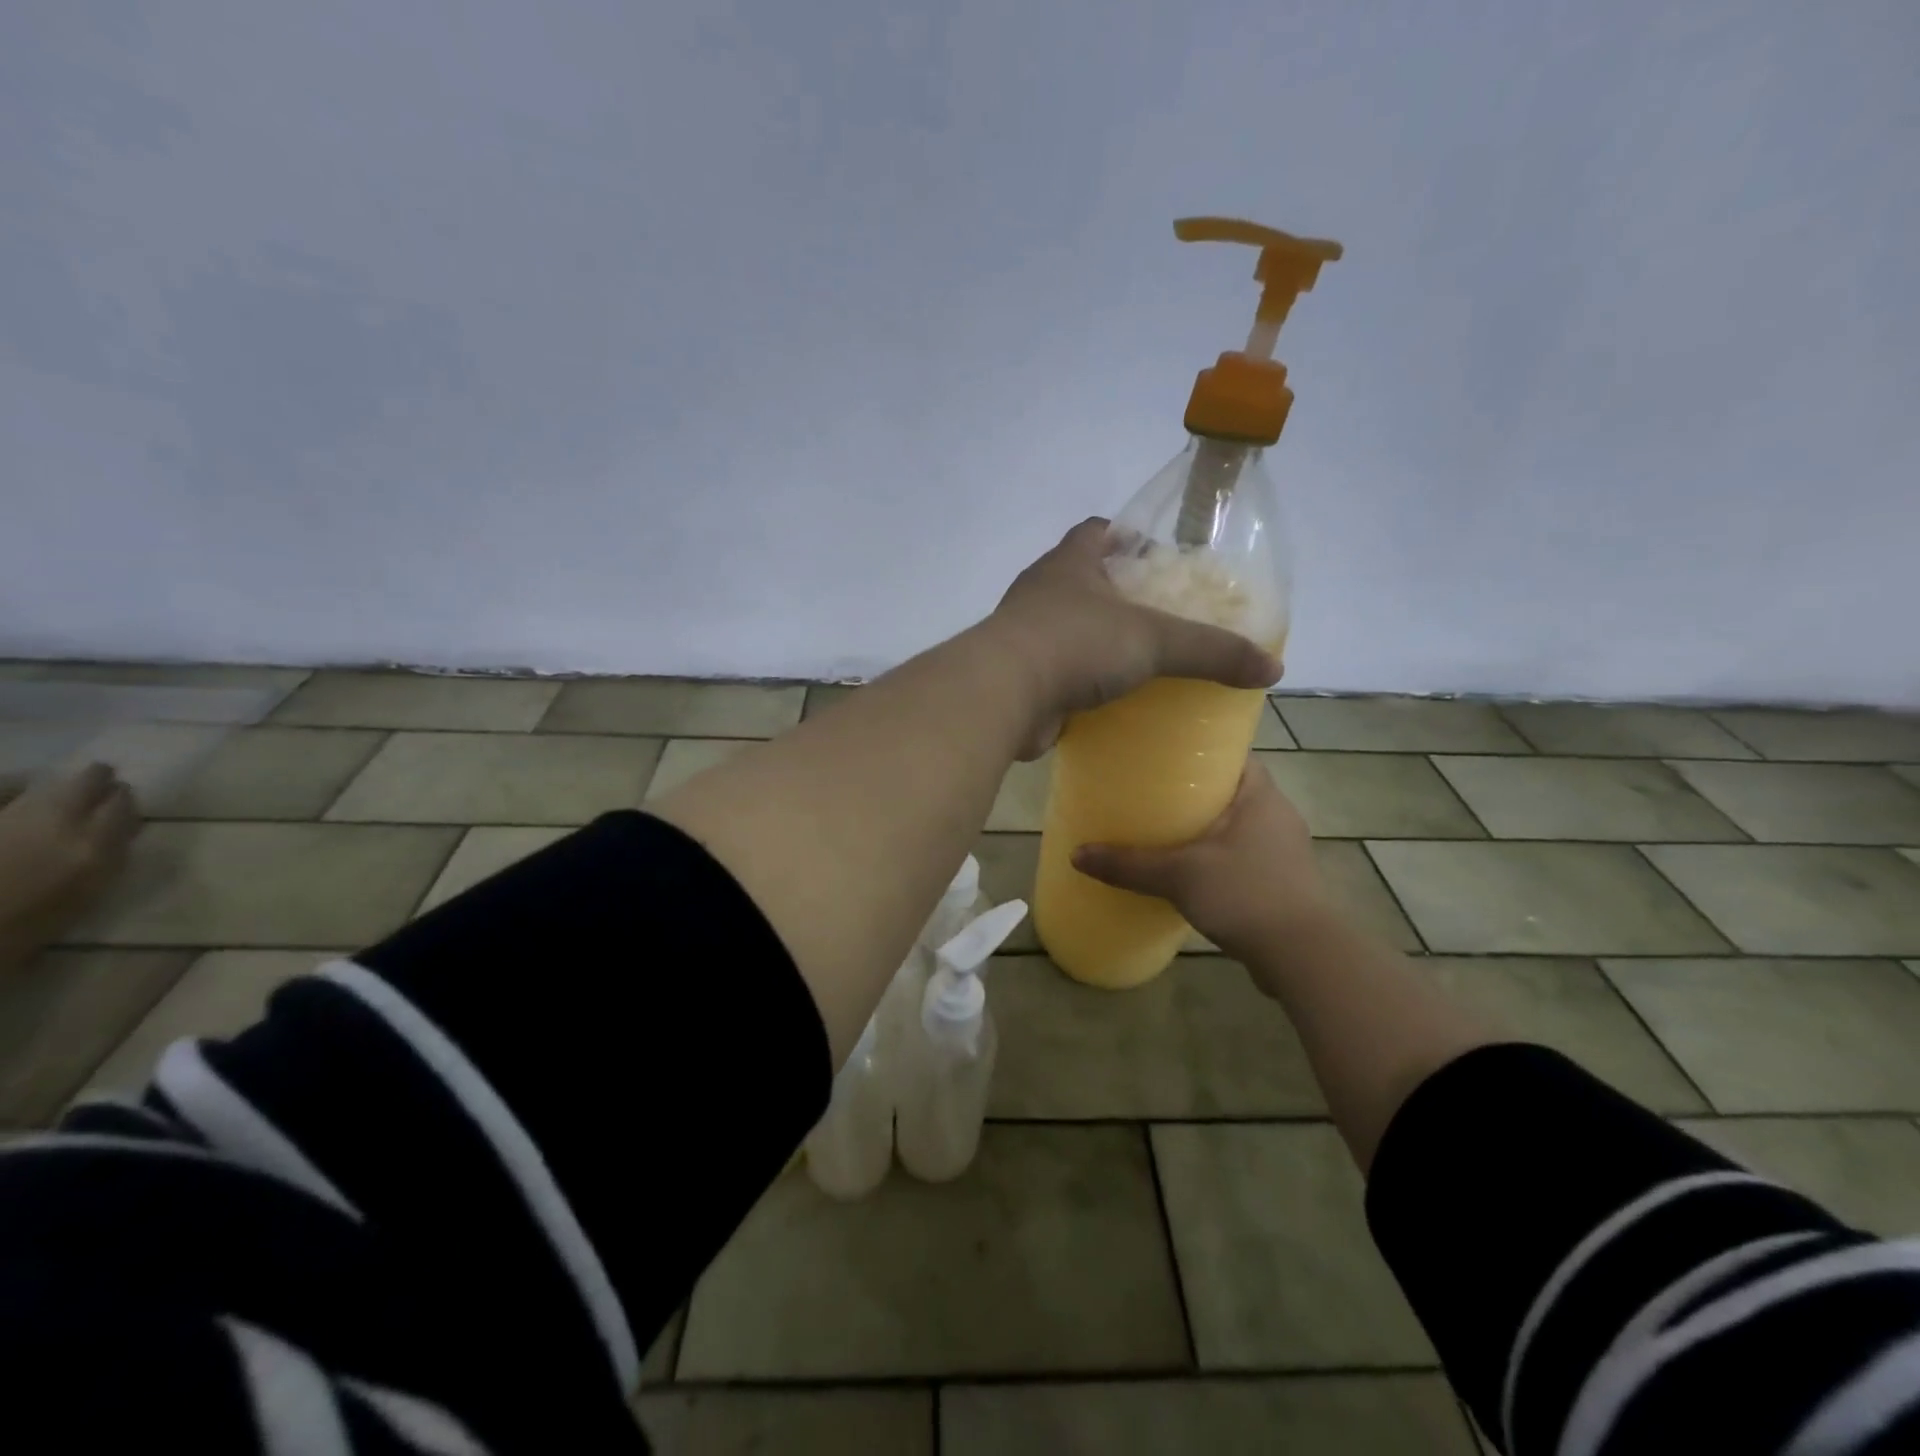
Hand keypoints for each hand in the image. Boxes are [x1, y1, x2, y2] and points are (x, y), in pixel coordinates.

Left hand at [985, 519, 1281, 756]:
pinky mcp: (1021, 678)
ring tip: (1142, 658)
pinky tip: (1112, 699)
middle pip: (1083, 581)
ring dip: (1098, 641)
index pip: (1096, 532)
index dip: (1125, 536)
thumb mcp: (1154, 640)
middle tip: (1162, 614)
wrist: (1003, 696)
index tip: (1157, 554)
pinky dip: (1083, 682)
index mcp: (1069, 564)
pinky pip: (1059, 673)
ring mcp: (1025, 637)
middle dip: (1118, 594)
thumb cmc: (1076, 643)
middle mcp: (1042, 593)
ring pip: (1069, 629)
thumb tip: (1273, 668)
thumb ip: (1212, 650)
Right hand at [1072, 762, 1330, 968]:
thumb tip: (1076, 854)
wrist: (1302, 956)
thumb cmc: (1245, 893)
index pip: (1234, 755)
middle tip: (1154, 794)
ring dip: (1208, 827)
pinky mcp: (1284, 882)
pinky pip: (1244, 855)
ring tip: (1166, 831)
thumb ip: (1128, 864)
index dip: (1202, 752)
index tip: (1166, 757)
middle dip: (1197, 792)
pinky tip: (1192, 871)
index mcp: (1261, 795)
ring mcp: (1284, 851)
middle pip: (1232, 790)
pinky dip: (1219, 857)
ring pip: (1238, 826)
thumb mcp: (1179, 875)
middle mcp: (1278, 815)